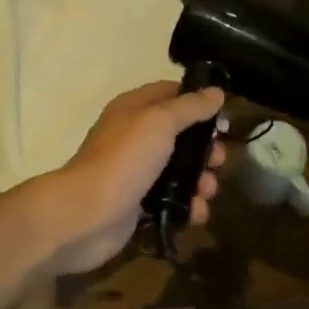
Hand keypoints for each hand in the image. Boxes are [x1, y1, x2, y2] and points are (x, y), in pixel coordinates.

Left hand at [31, 81, 225, 275]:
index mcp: (134, 109)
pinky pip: (172, 200)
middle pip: (181, 135)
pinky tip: (196, 212)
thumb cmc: (123, 160)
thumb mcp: (160, 122)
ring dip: (201, 180)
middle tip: (219, 161)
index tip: (223, 117)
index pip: (171, 93)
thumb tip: (216, 92)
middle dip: (205, 149)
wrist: (85, 216)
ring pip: (180, 170)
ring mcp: (137, 172)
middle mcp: (135, 136)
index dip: (199, 102)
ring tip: (207, 191)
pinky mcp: (139, 204)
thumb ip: (190, 107)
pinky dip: (188, 205)